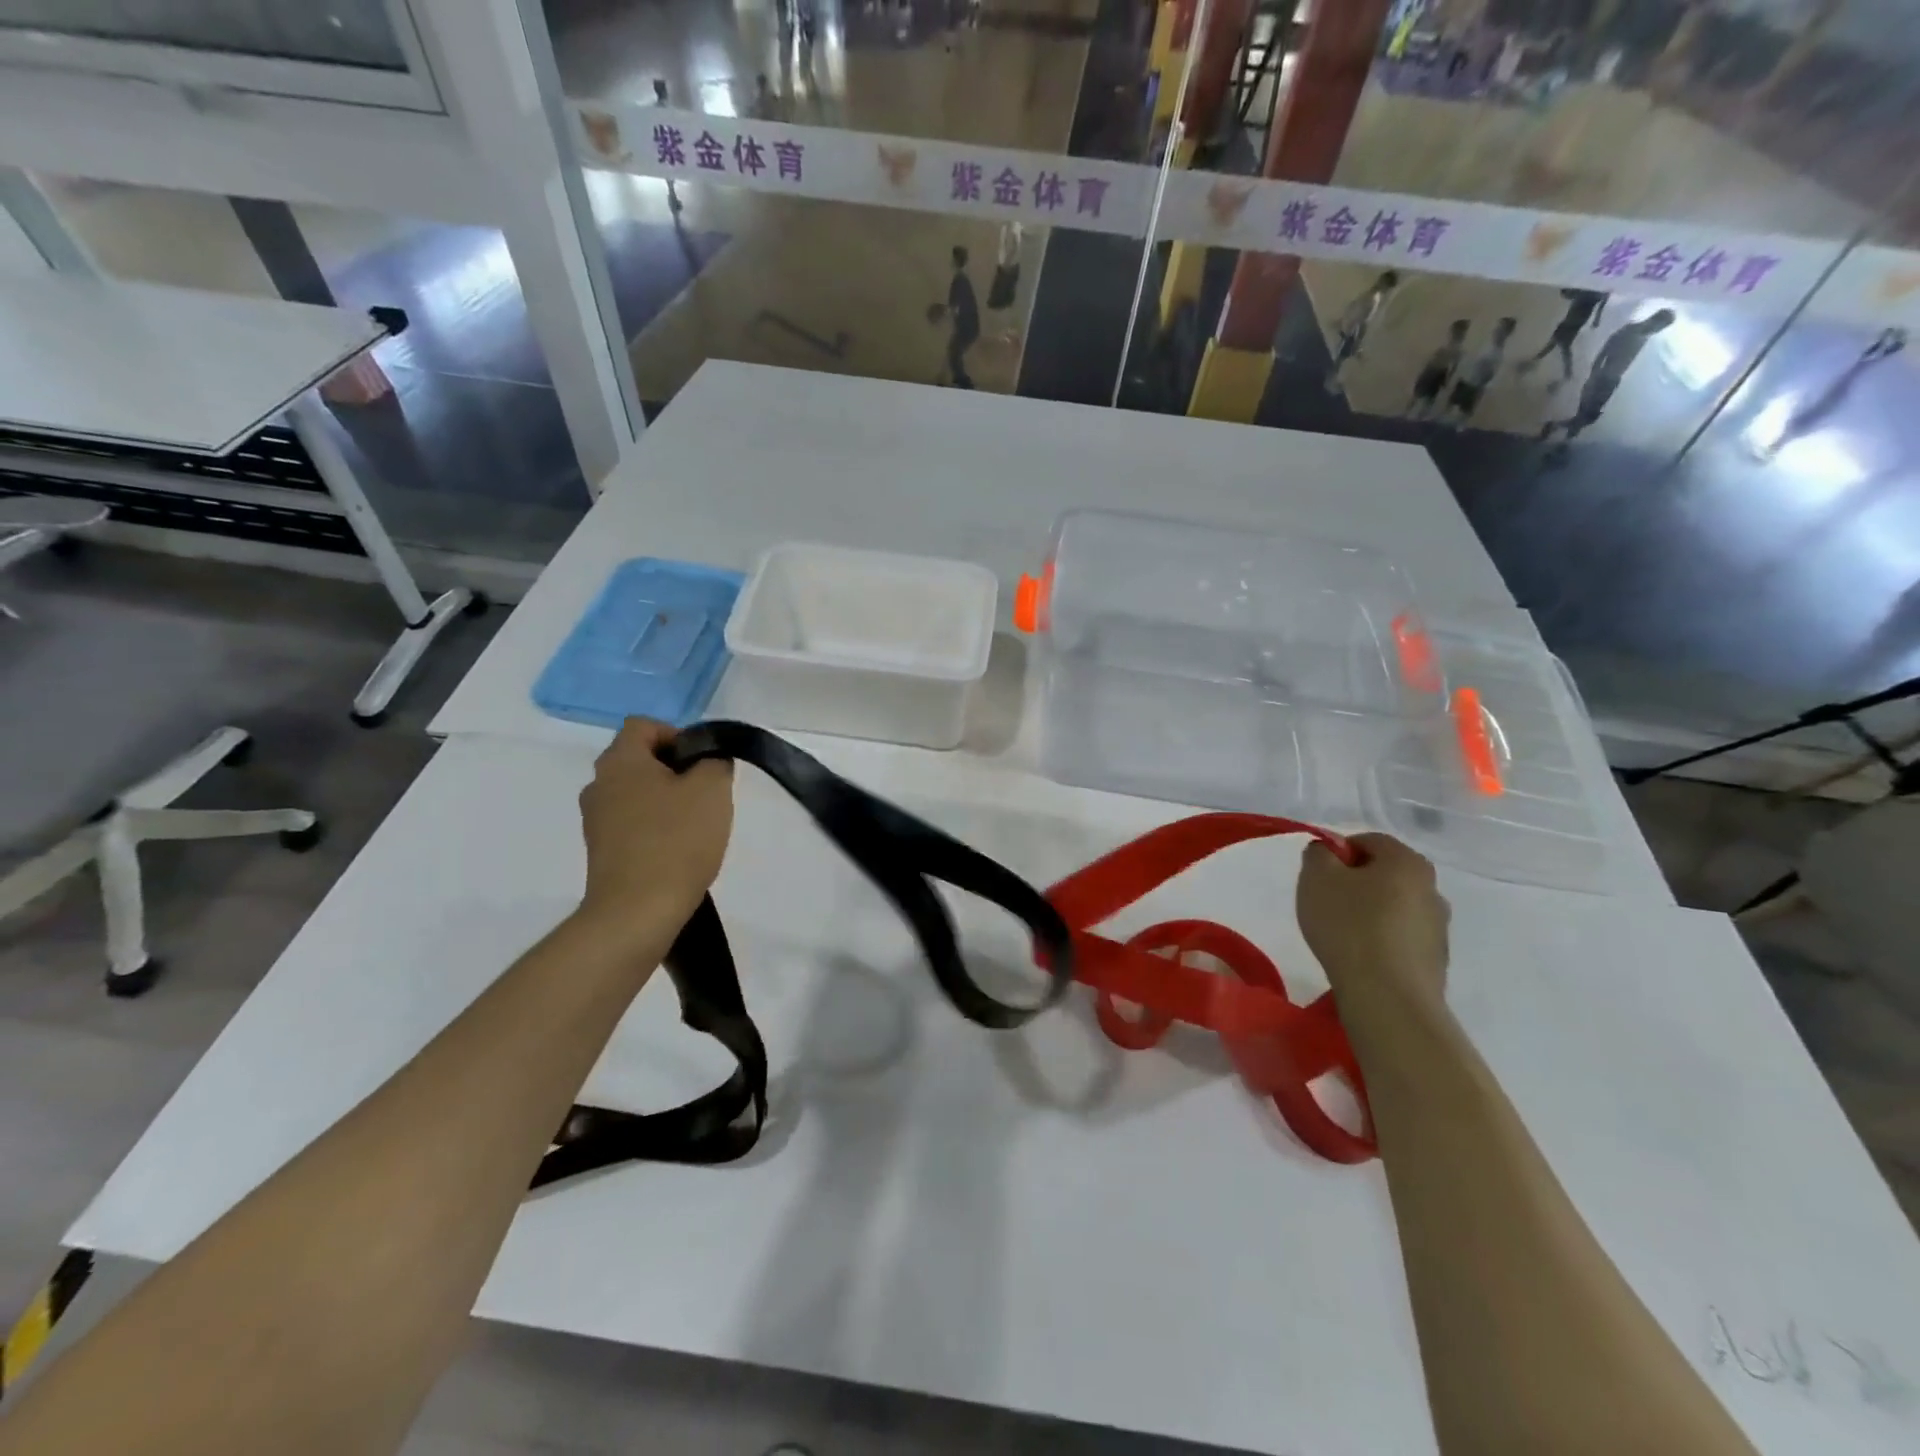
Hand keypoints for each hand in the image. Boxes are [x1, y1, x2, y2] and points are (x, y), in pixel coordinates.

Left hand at [577, 718, 732, 935]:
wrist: (637, 911)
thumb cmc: (676, 840)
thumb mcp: (712, 789)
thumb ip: (715, 760)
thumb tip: (708, 758)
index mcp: (620, 761)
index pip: (644, 725)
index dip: (678, 735)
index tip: (704, 762)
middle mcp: (598, 784)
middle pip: (640, 760)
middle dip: (676, 770)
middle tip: (707, 793)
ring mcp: (595, 821)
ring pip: (636, 794)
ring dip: (666, 801)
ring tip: (696, 826)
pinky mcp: (600, 851)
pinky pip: (632, 824)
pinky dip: (655, 828)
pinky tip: (678, 850)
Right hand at [1297, 833, 1449, 1010]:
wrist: (1388, 996)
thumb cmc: (1349, 925)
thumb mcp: (1316, 877)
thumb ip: (1318, 854)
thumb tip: (1328, 852)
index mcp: (1407, 861)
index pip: (1368, 841)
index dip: (1337, 853)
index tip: (1318, 876)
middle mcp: (1432, 888)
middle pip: (1384, 874)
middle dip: (1354, 883)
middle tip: (1326, 903)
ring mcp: (1439, 927)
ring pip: (1394, 907)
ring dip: (1369, 913)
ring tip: (1341, 935)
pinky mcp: (1436, 960)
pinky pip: (1401, 938)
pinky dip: (1381, 940)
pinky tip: (1360, 957)